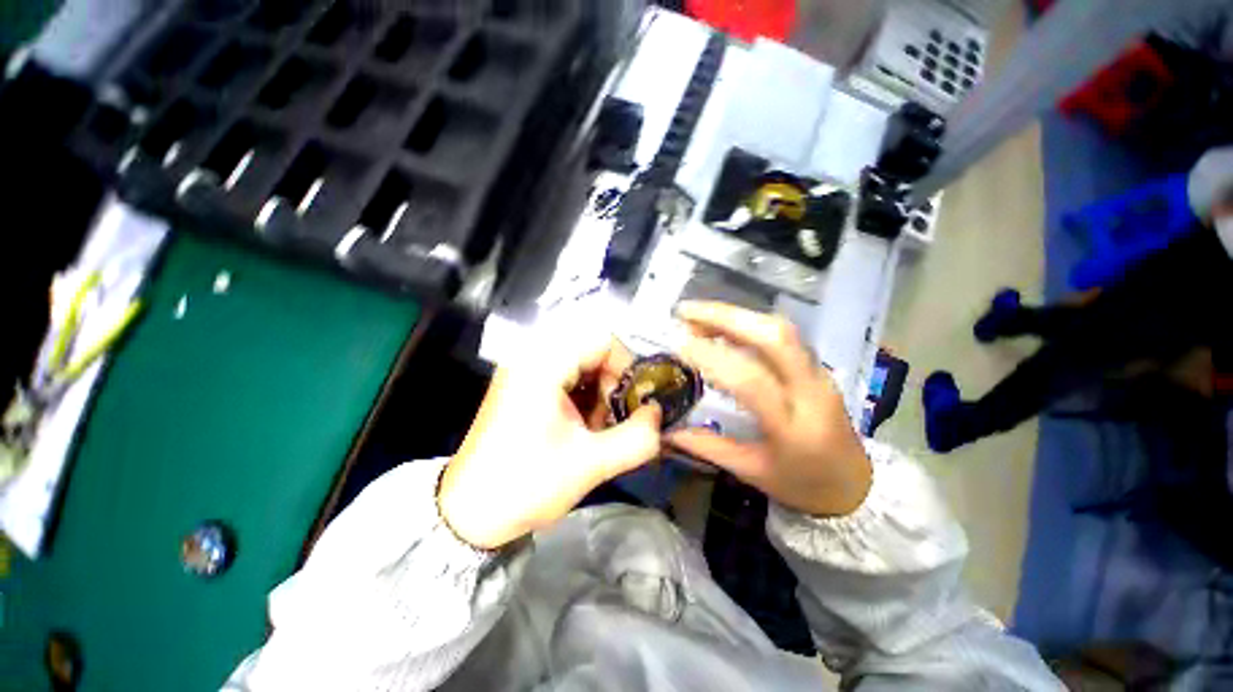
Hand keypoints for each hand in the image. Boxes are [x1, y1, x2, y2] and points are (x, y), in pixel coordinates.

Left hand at [439, 336, 661, 548]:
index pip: (602, 340)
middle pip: (592, 351)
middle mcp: (531, 358)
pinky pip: (566, 378)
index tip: (634, 402)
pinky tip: (582, 428)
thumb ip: (637, 438)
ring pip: (582, 365)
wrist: (469, 514)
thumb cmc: (526, 486)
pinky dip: (583, 398)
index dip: (627, 366)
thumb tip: (658, 413)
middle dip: (613, 385)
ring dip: (599, 393)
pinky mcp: (523, 386)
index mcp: (543, 365)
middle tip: (616, 420)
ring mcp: (525, 371)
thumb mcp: (590, 464)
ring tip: (598, 429)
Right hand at [667, 302, 871, 516]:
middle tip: (686, 312)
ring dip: (737, 315)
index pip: (751, 381)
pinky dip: (749, 323)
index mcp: (793, 427)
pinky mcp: (817, 366)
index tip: (679, 345)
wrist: (855, 486)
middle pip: (774, 337)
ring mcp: (819, 374)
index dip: (713, 358)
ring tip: (698, 316)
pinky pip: (783, 335)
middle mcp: (811, 391)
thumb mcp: (752, 472)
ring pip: (781, 329)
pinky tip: (724, 325)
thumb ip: (707, 447)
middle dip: (726, 317)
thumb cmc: (802, 485)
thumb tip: (666, 432)